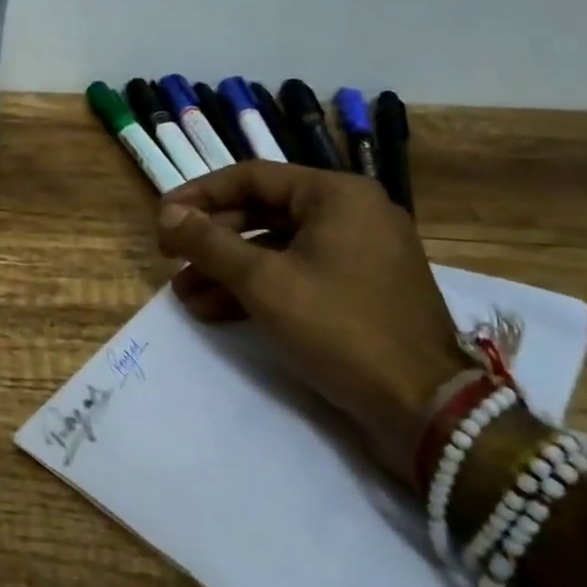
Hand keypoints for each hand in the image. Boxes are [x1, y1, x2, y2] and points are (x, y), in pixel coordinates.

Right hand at [156, 163, 469, 489]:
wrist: (425, 410)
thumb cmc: (340, 327)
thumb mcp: (263, 281)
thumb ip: (209, 242)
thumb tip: (166, 215)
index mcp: (337, 195)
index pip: (251, 177)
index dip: (199, 195)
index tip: (162, 218)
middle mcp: (351, 213)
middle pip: (262, 211)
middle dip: (211, 239)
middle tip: (169, 256)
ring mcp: (358, 254)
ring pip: (275, 247)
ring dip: (226, 268)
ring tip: (182, 293)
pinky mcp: (358, 290)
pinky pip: (296, 274)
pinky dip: (256, 288)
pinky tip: (213, 311)